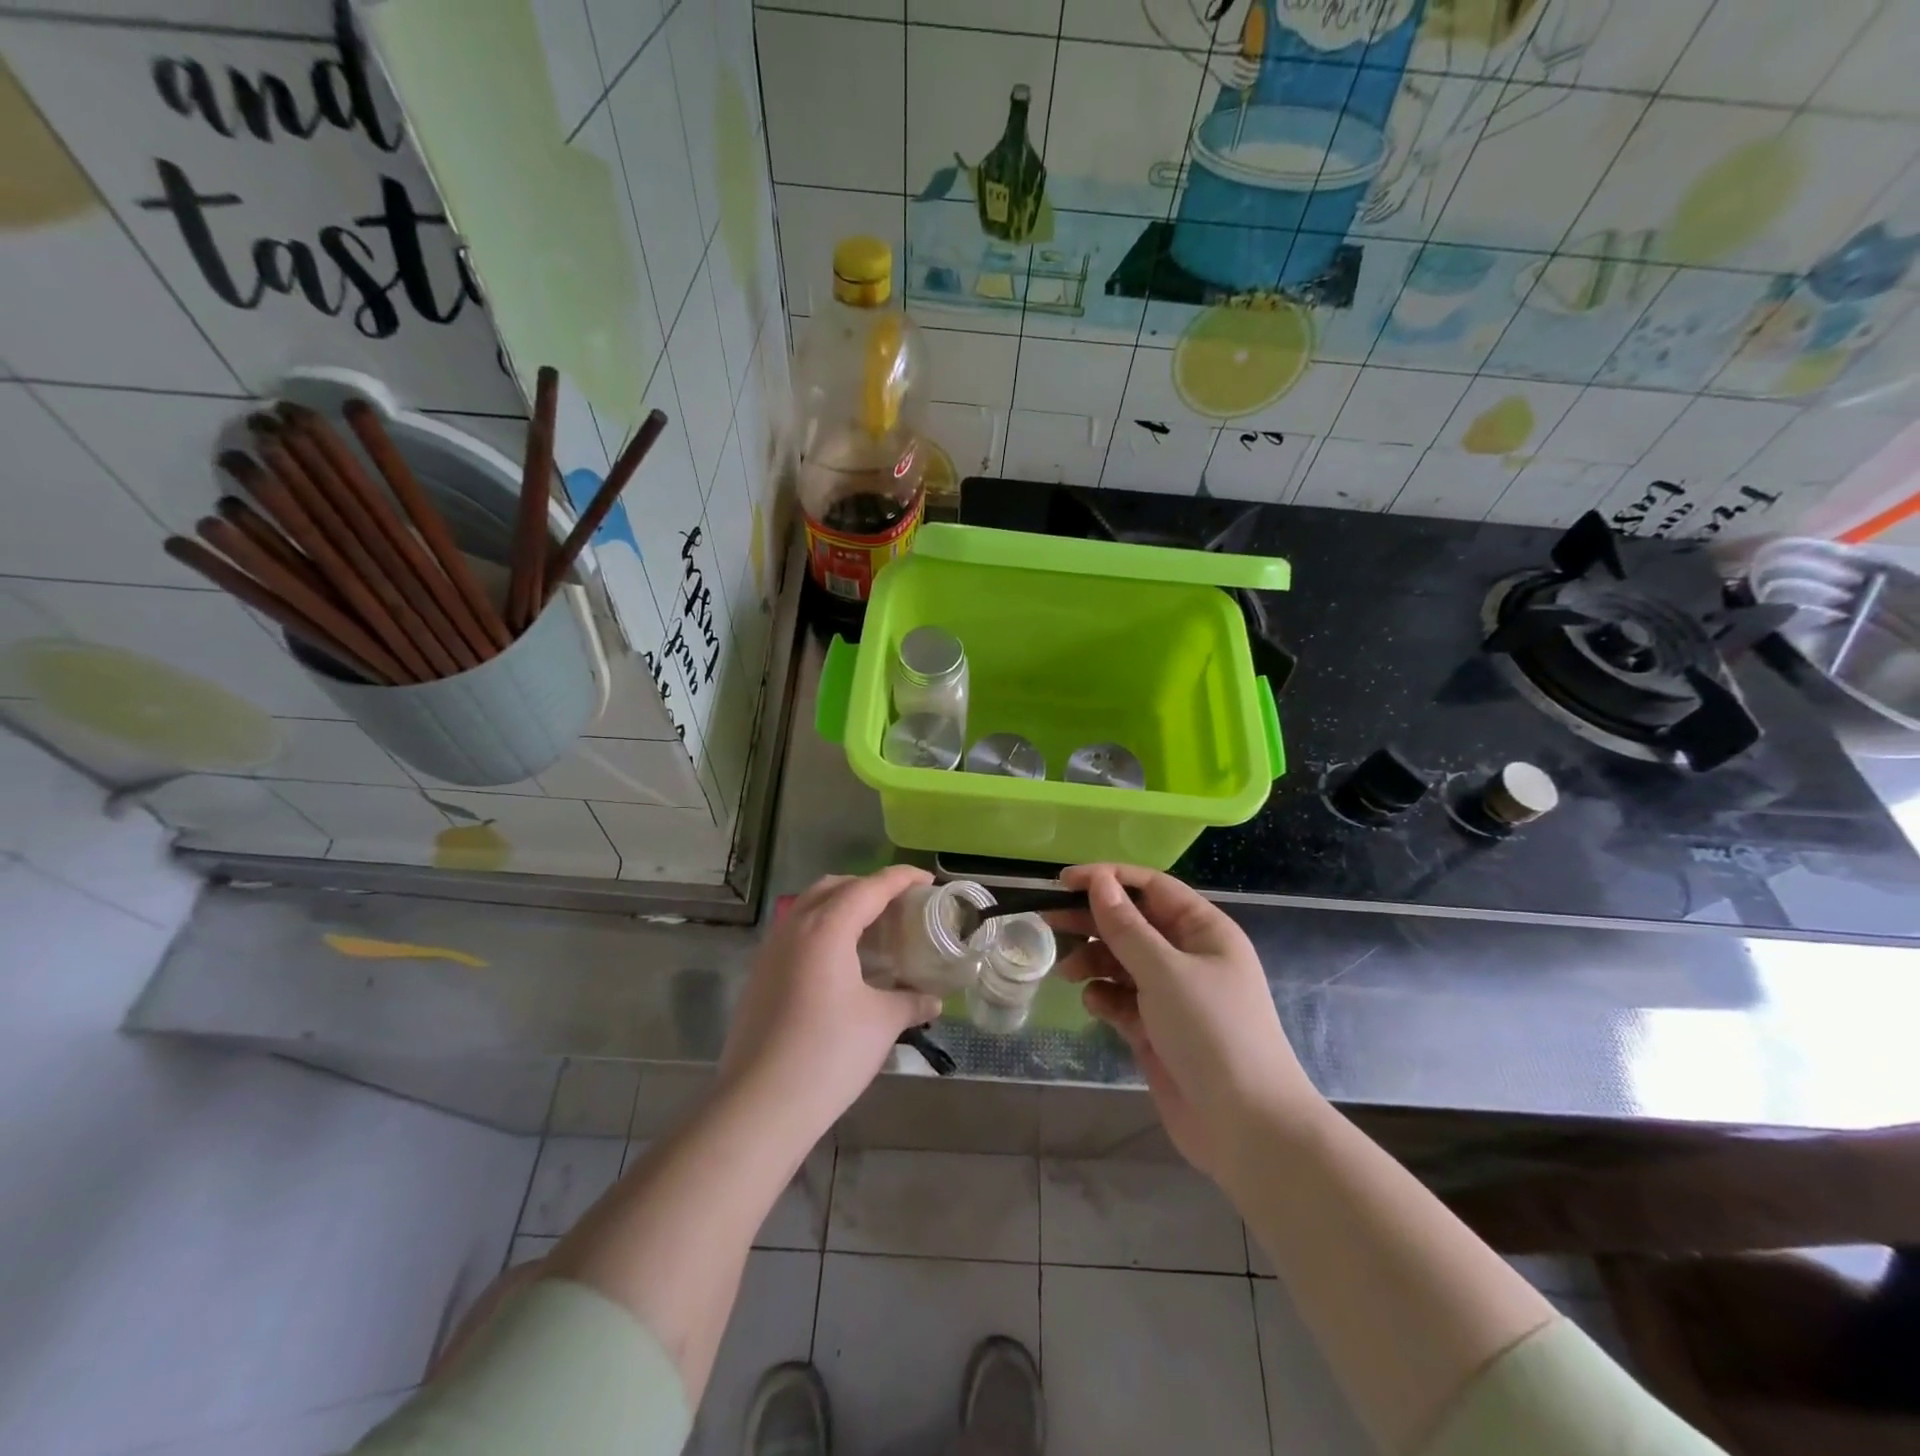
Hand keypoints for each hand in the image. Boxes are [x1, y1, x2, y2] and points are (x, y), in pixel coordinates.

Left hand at [720, 867, 942, 1139]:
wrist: (760, 1104)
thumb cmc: (829, 1054)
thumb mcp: (881, 1023)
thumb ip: (910, 1002)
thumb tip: (933, 1000)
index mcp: (826, 928)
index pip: (870, 887)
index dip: (901, 878)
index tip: (927, 879)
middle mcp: (794, 928)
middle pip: (834, 887)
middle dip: (868, 886)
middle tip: (899, 904)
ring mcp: (771, 951)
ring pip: (809, 907)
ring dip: (842, 906)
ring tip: (872, 929)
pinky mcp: (760, 975)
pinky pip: (796, 932)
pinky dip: (823, 929)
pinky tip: (841, 962)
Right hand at [1056, 864, 1320, 1181]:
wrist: (1247, 1128)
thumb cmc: (1212, 1032)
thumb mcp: (1165, 971)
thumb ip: (1125, 927)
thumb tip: (1099, 880)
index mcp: (1203, 931)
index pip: (1151, 888)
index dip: (1108, 879)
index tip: (1064, 882)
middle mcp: (1188, 957)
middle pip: (1132, 924)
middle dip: (1092, 921)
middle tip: (1047, 921)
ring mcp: (1172, 995)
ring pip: (1122, 962)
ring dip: (1093, 961)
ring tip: (1067, 971)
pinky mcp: (1156, 1030)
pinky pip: (1122, 1000)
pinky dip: (1104, 997)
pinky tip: (1094, 1004)